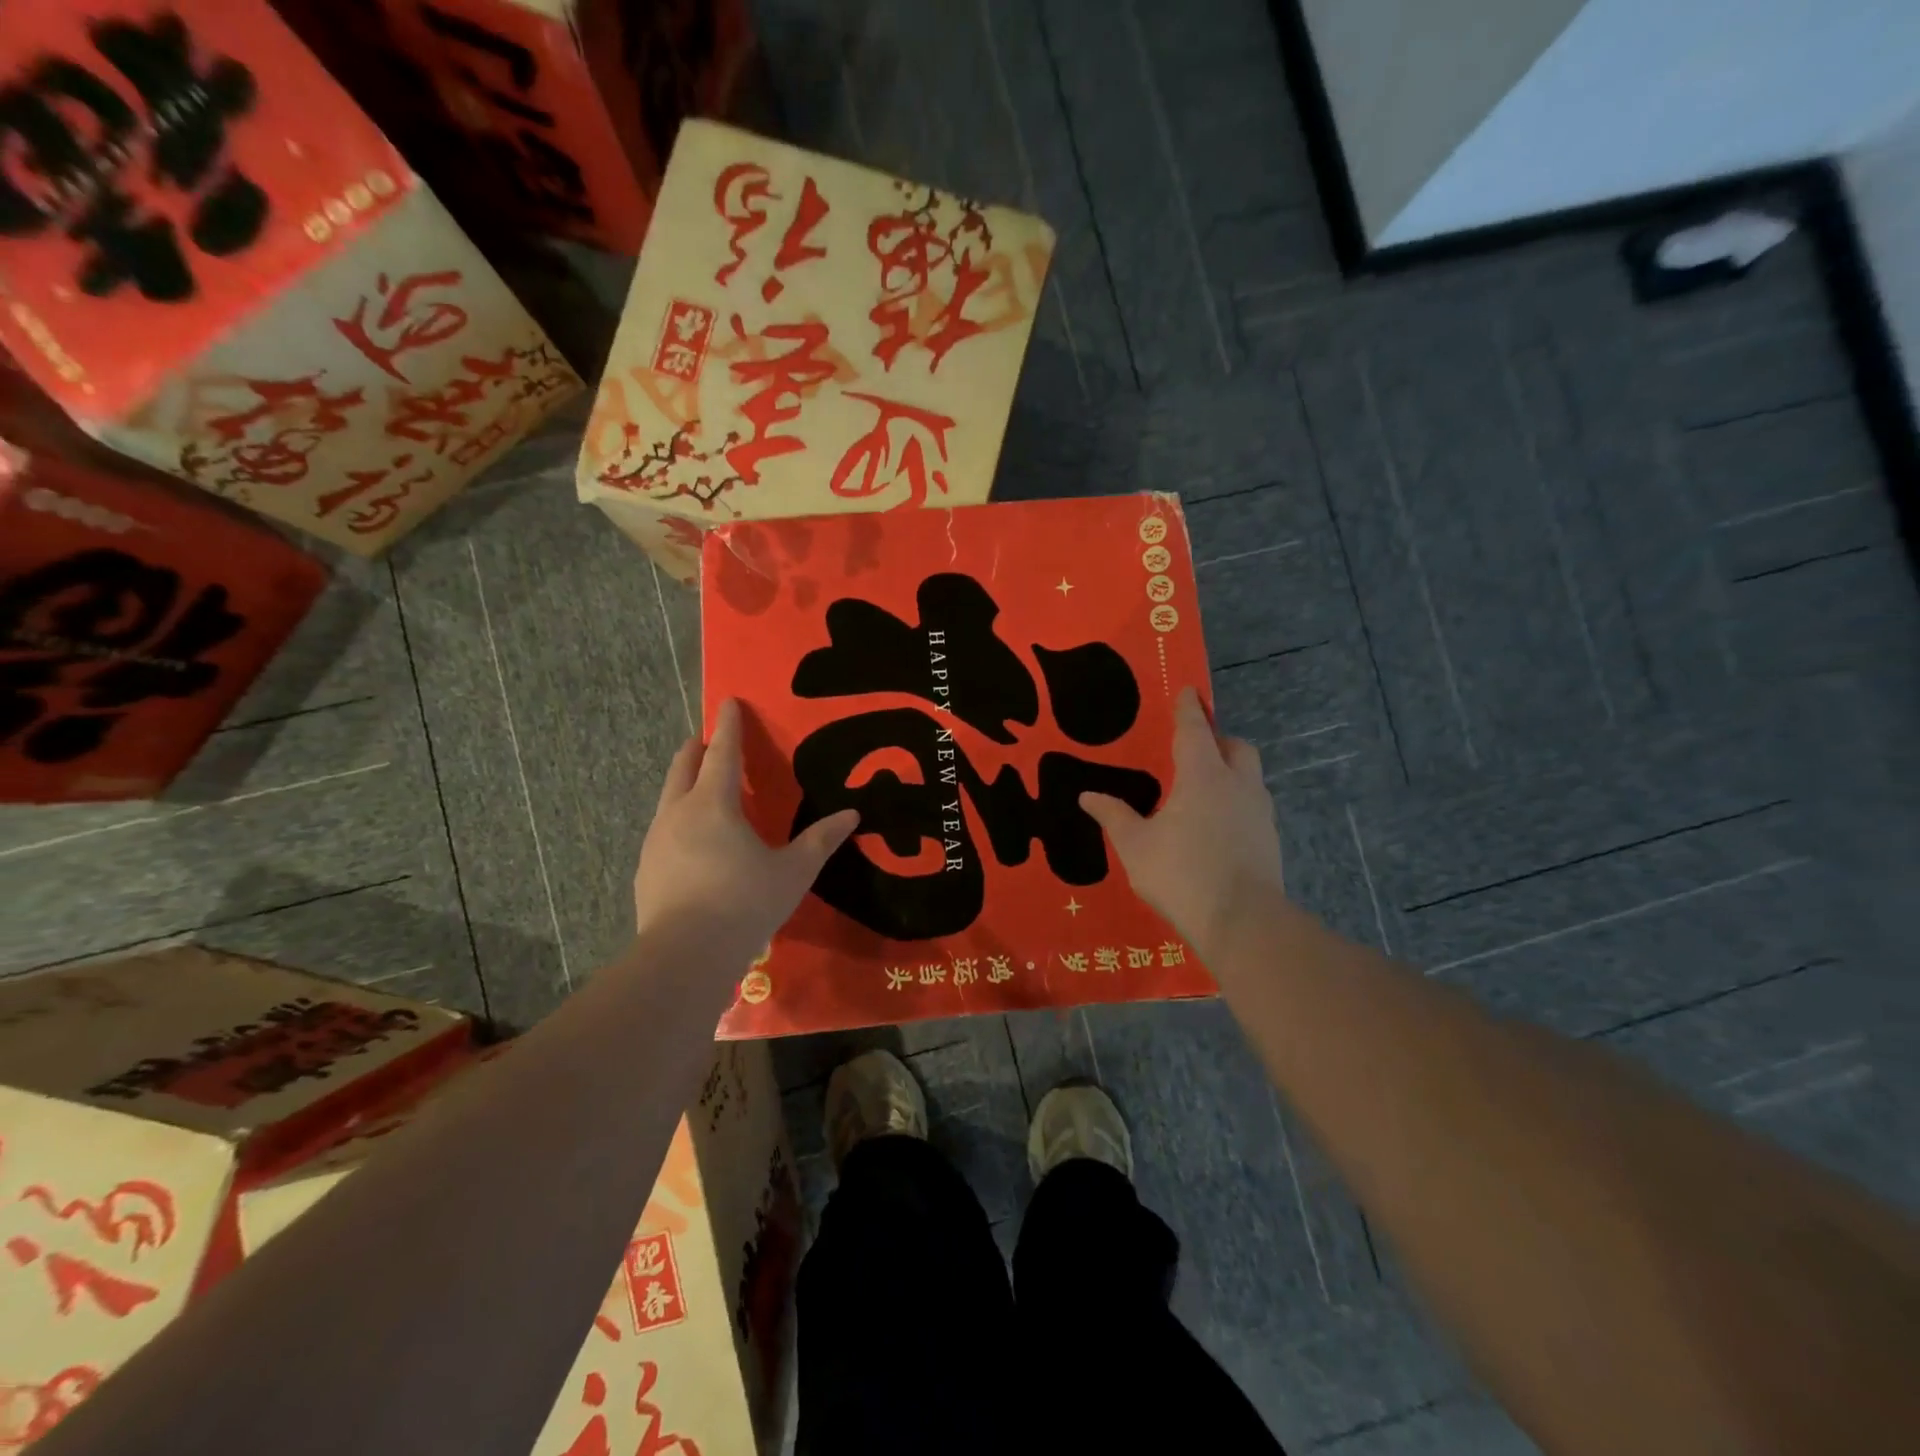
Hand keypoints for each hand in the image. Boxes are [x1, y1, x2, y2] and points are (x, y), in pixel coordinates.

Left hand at [633, 699, 856, 963]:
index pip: (722, 752)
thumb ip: (821, 839)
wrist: (685, 955)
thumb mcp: (794, 871)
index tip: (728, 701)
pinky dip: (678, 820)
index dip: (729, 725)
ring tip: (702, 790)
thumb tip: (852, 815)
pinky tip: (692, 843)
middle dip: (697, 748)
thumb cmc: (745, 902)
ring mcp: (655, 841)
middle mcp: (678, 813)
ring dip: (685, 784)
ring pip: (668, 798)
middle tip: (709, 739)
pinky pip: (663, 830)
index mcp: (714, 804)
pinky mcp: (645, 869)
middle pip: (683, 766)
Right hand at [1080, 688, 1283, 958]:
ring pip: (1249, 777)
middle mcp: (1237, 785)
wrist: (1243, 921)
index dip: (1189, 709)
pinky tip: (1217, 828)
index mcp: (1202, 777)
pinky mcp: (1270, 839)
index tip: (1189, 690)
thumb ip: (1113, 816)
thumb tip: (1087, 796)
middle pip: (1236, 747)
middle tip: (1195, 751)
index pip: (1195, 730)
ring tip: (1203, 793)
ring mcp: (1259, 813)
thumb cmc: (1182, 874)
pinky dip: (1236, 804)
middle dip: (1218, 740)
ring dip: (1230, 773)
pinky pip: (1253, 806)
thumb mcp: (1135, 846)